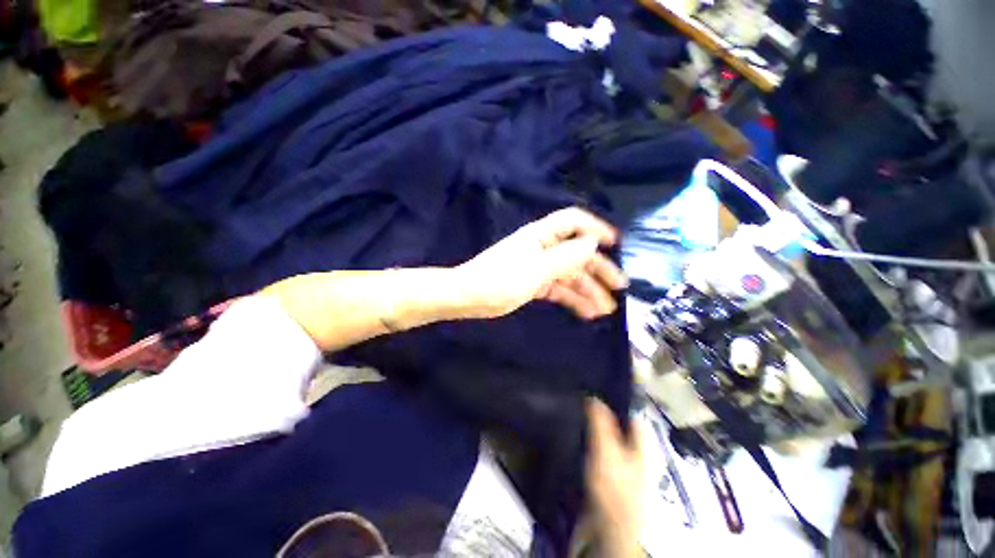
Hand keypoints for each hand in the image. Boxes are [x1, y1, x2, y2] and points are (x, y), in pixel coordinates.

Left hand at [455, 208, 627, 319]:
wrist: (468, 297)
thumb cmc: (500, 280)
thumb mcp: (536, 269)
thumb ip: (566, 256)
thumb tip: (593, 242)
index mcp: (541, 236)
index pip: (574, 222)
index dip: (596, 228)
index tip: (616, 244)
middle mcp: (543, 248)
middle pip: (576, 253)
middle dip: (598, 269)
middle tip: (619, 287)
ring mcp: (538, 267)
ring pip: (569, 275)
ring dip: (588, 290)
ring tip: (606, 309)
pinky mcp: (534, 284)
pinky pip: (558, 289)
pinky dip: (572, 299)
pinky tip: (586, 312)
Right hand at [586, 398, 645, 557]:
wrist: (609, 528)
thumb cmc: (613, 485)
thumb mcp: (606, 449)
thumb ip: (600, 422)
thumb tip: (593, 396)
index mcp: (642, 443)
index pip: (631, 412)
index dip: (616, 398)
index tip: (596, 386)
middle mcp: (636, 451)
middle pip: (621, 424)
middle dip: (603, 411)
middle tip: (583, 398)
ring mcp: (624, 464)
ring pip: (610, 436)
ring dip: (596, 426)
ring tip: (579, 413)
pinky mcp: (611, 475)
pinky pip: (602, 450)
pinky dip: (593, 441)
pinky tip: (580, 437)